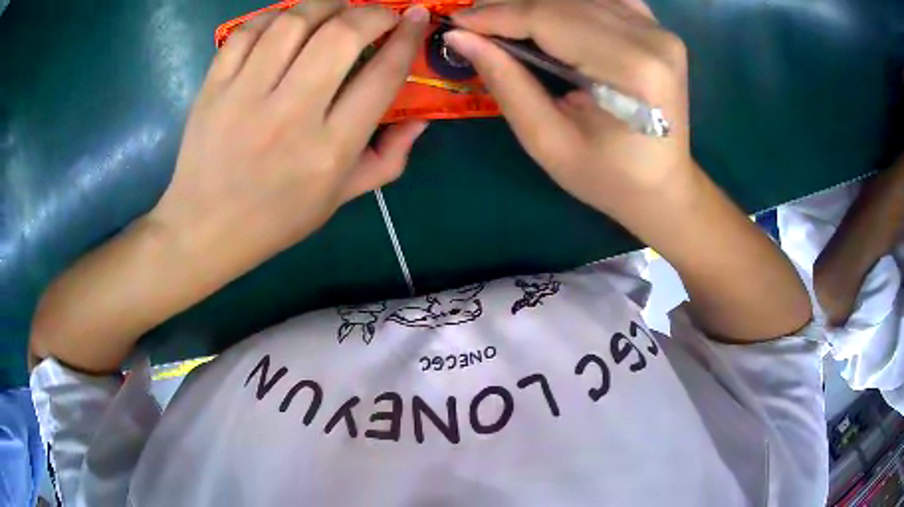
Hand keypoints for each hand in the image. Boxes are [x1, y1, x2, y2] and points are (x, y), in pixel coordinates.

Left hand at [151, 0, 428, 278]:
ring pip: (293, 23)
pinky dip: (273, 17)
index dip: (408, 38)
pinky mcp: (214, 88)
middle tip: (379, 14)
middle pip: (341, 35)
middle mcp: (290, 115)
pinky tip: (285, 24)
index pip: (382, 75)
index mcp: (329, 149)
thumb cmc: (276, 219)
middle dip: (372, 12)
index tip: (417, 17)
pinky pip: (248, 32)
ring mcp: (245, 97)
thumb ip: (388, 159)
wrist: (204, 229)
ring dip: (325, 5)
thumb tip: (421, 117)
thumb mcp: (340, 199)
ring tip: (334, 11)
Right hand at [446, 0, 692, 221]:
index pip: (550, 19)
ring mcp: (659, 30)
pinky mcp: (658, 30)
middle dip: (511, 6)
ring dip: (538, 4)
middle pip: (565, 0)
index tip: (456, 21)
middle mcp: (651, 39)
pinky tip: (550, 18)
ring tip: (506, 22)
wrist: (662, 186)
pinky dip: (570, 4)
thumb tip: (460, 37)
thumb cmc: (607, 177)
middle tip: (475, 24)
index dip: (497, 14)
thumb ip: (506, 82)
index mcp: (631, 70)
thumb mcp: (548, 141)